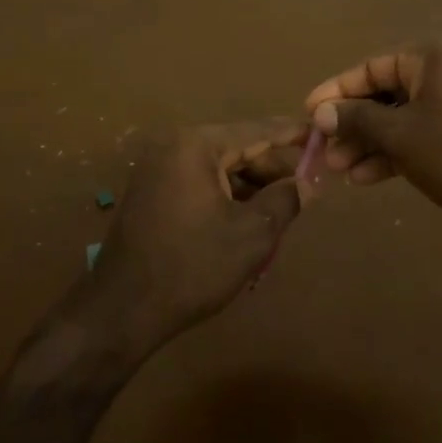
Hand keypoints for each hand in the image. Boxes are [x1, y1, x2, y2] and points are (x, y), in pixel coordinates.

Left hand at [76, 121, 303, 359]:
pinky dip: (226, 197)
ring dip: (250, 188)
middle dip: (271, 170)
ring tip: (281, 211)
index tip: (320, 134)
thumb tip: (308, 182)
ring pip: (218, 169)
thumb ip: (284, 200)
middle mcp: (174, 147)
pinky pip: (199, 184)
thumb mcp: (250, 235)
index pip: (256, 131)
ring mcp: (158, 169)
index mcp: (196, 145)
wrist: (121, 310)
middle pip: (236, 149)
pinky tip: (247, 222)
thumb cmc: (191, 266)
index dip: (291, 134)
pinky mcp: (151, 193)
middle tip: (307, 187)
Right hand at [305, 37, 441, 249]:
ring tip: (341, 170)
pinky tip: (367, 177)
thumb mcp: (400, 136)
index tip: (309, 113)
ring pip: (403, 118)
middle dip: (353, 125)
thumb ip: (357, 120)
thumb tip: (321, 114)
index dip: (336, 92)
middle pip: (386, 94)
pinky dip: (396, 152)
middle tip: (324, 152)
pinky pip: (422, 134)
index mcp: (433, 56)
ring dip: (371, 143)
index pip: (371, 68)